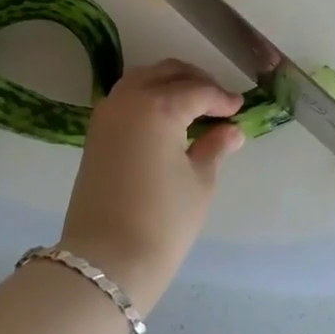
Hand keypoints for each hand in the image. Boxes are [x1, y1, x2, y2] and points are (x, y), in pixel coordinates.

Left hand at [60, 60, 244, 310]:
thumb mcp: (199, 183)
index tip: (239, 107)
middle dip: (195, 81)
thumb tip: (231, 130)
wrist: (105, 259)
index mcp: (159, 106)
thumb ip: (215, 147)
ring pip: (142, 79)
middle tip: (218, 100)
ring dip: (168, 82)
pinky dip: (147, 95)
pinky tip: (165, 116)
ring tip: (192, 103)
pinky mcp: (95, 131)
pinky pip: (125, 97)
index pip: (198, 91)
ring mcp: (107, 113)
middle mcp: (129, 99)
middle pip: (167, 73)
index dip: (222, 98)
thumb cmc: (163, 222)